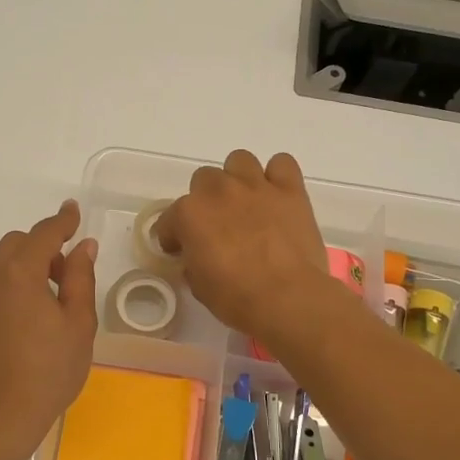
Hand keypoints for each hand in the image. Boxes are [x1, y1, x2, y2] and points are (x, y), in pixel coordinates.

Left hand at [0, 200, 98, 454]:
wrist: (0, 418)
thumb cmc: (49, 370)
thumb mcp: (79, 323)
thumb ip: (81, 278)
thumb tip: (83, 247)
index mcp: (20, 272)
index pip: (44, 234)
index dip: (63, 221)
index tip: (74, 211)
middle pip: (17, 243)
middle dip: (43, 245)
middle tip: (69, 271)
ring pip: (1, 263)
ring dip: (26, 264)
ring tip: (52, 295)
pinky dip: (11, 283)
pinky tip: (29, 314)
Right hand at [156, 150, 334, 343]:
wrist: (287, 298)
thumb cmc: (236, 298)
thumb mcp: (199, 286)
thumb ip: (193, 262)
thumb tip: (198, 257)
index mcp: (189, 214)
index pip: (170, 219)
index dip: (173, 236)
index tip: (180, 249)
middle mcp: (219, 191)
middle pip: (204, 179)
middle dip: (206, 201)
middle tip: (217, 225)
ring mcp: (256, 186)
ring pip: (239, 160)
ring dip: (238, 179)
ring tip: (246, 204)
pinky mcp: (290, 190)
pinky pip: (282, 164)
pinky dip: (278, 176)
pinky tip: (277, 196)